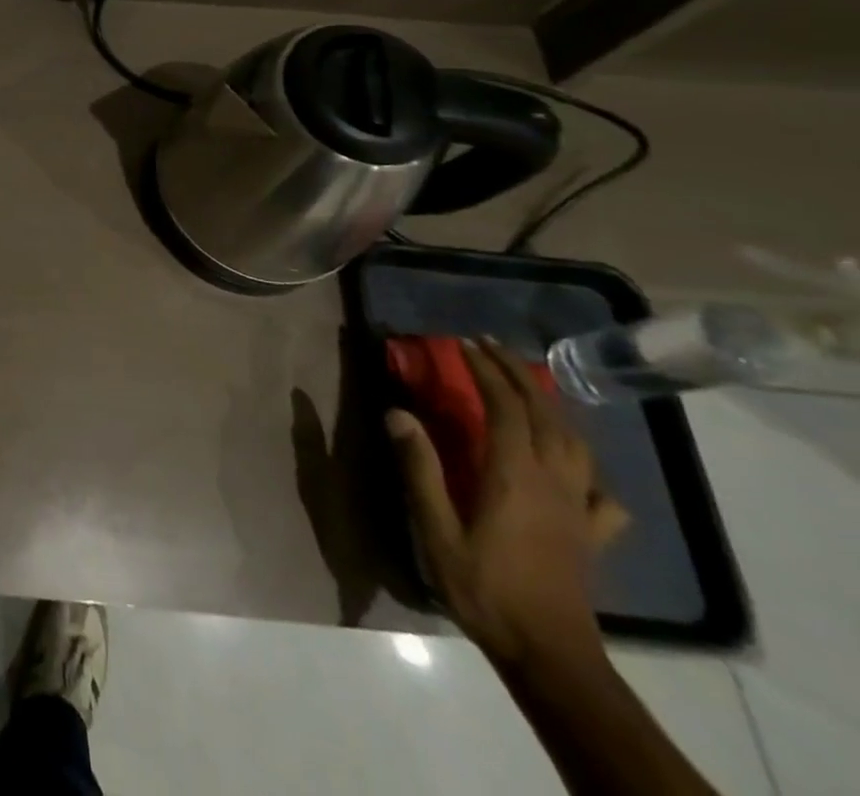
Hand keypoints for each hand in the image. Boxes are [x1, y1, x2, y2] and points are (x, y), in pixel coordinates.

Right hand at [388, 340, 622, 670]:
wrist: (550, 656)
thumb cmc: (484, 588)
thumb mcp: (437, 530)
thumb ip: (419, 469)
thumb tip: (398, 412)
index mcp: (514, 476)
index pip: (506, 408)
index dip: (484, 370)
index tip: (461, 343)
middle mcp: (553, 483)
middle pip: (545, 415)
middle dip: (517, 374)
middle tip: (490, 347)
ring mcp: (579, 509)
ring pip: (576, 444)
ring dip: (551, 406)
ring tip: (528, 387)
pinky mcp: (592, 535)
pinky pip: (600, 492)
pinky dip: (587, 469)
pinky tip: (574, 471)